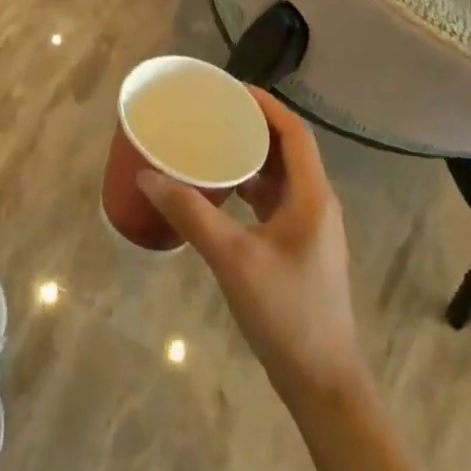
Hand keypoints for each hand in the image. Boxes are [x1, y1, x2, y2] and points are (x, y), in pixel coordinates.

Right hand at [138, 87, 365, 409]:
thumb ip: (190, 213)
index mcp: (311, 196)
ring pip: (280, 176)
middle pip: (287, 149)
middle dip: (252, 126)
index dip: (264, 104)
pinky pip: (274, 201)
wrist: (323, 381)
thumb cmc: (286, 313)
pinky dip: (249, 186)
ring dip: (250, 156)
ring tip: (210, 143)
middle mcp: (316, 204)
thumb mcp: (232, 258)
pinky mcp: (298, 249)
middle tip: (211, 112)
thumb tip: (147, 176)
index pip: (294, 132)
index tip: (228, 89)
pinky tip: (220, 192)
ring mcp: (309, 228)